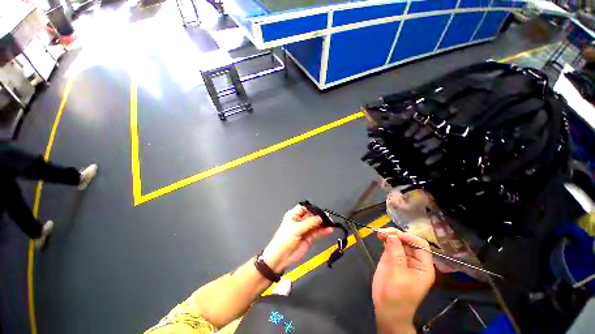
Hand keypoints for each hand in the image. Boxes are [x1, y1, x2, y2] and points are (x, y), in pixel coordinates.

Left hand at [262, 205, 333, 272]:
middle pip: (312, 215)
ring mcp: (305, 229)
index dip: (312, 209)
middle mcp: (300, 220)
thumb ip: (308, 223)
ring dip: (323, 223)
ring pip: (316, 223)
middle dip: (319, 216)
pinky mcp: (309, 237)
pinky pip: (317, 231)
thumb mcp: (296, 229)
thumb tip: (319, 218)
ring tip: (330, 223)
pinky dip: (323, 230)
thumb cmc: (283, 241)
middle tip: (327, 217)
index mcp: (293, 215)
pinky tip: (329, 229)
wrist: (281, 258)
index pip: (304, 208)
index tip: (320, 211)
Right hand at [372, 228, 434, 333]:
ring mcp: (402, 259)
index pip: (420, 245)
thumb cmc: (397, 295)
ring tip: (379, 233)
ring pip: (398, 241)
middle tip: (383, 232)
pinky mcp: (391, 259)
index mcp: (423, 266)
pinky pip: (390, 245)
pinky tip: (380, 237)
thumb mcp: (398, 274)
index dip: (409, 237)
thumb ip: (396, 253)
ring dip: (390, 235)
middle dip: (397, 234)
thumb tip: (392, 234)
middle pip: (408, 241)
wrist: (387, 309)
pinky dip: (385, 239)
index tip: (394, 234)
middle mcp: (414, 260)